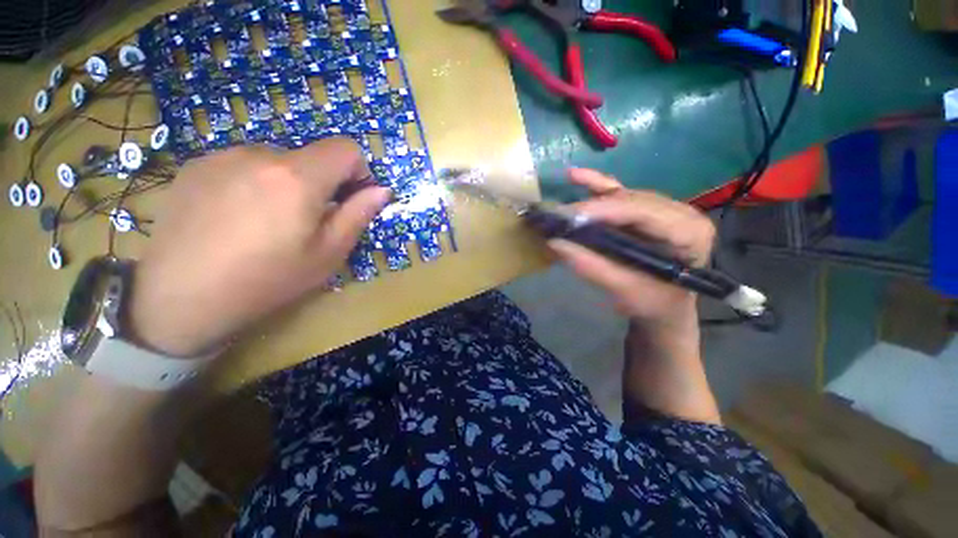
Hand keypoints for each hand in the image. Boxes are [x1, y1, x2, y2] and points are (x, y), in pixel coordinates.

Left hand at [129, 138, 390, 356]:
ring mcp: (222, 156)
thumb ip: (358, 215)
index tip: (351, 199)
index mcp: (298, 177)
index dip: (359, 171)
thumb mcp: (328, 253)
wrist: (179, 299)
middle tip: (306, 223)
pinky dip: (254, 184)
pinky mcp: (195, 166)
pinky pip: (243, 166)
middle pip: (311, 157)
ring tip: (266, 223)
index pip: (346, 149)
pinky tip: (235, 218)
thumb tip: (381, 190)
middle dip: (321, 184)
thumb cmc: (267, 280)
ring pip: (276, 162)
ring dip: (286, 185)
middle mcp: (260, 154)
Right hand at [548, 168, 714, 328]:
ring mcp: (663, 207)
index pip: (642, 211)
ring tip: (562, 209)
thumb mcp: (624, 290)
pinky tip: (576, 176)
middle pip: (630, 200)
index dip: (604, 210)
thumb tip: (554, 243)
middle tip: (558, 216)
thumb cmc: (653, 303)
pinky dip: (596, 185)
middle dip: (592, 207)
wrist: (665, 307)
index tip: (568, 215)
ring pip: (621, 195)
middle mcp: (679, 211)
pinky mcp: (646, 209)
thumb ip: (591, 266)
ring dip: (589, 200)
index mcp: (688, 231)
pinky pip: (620, 193)